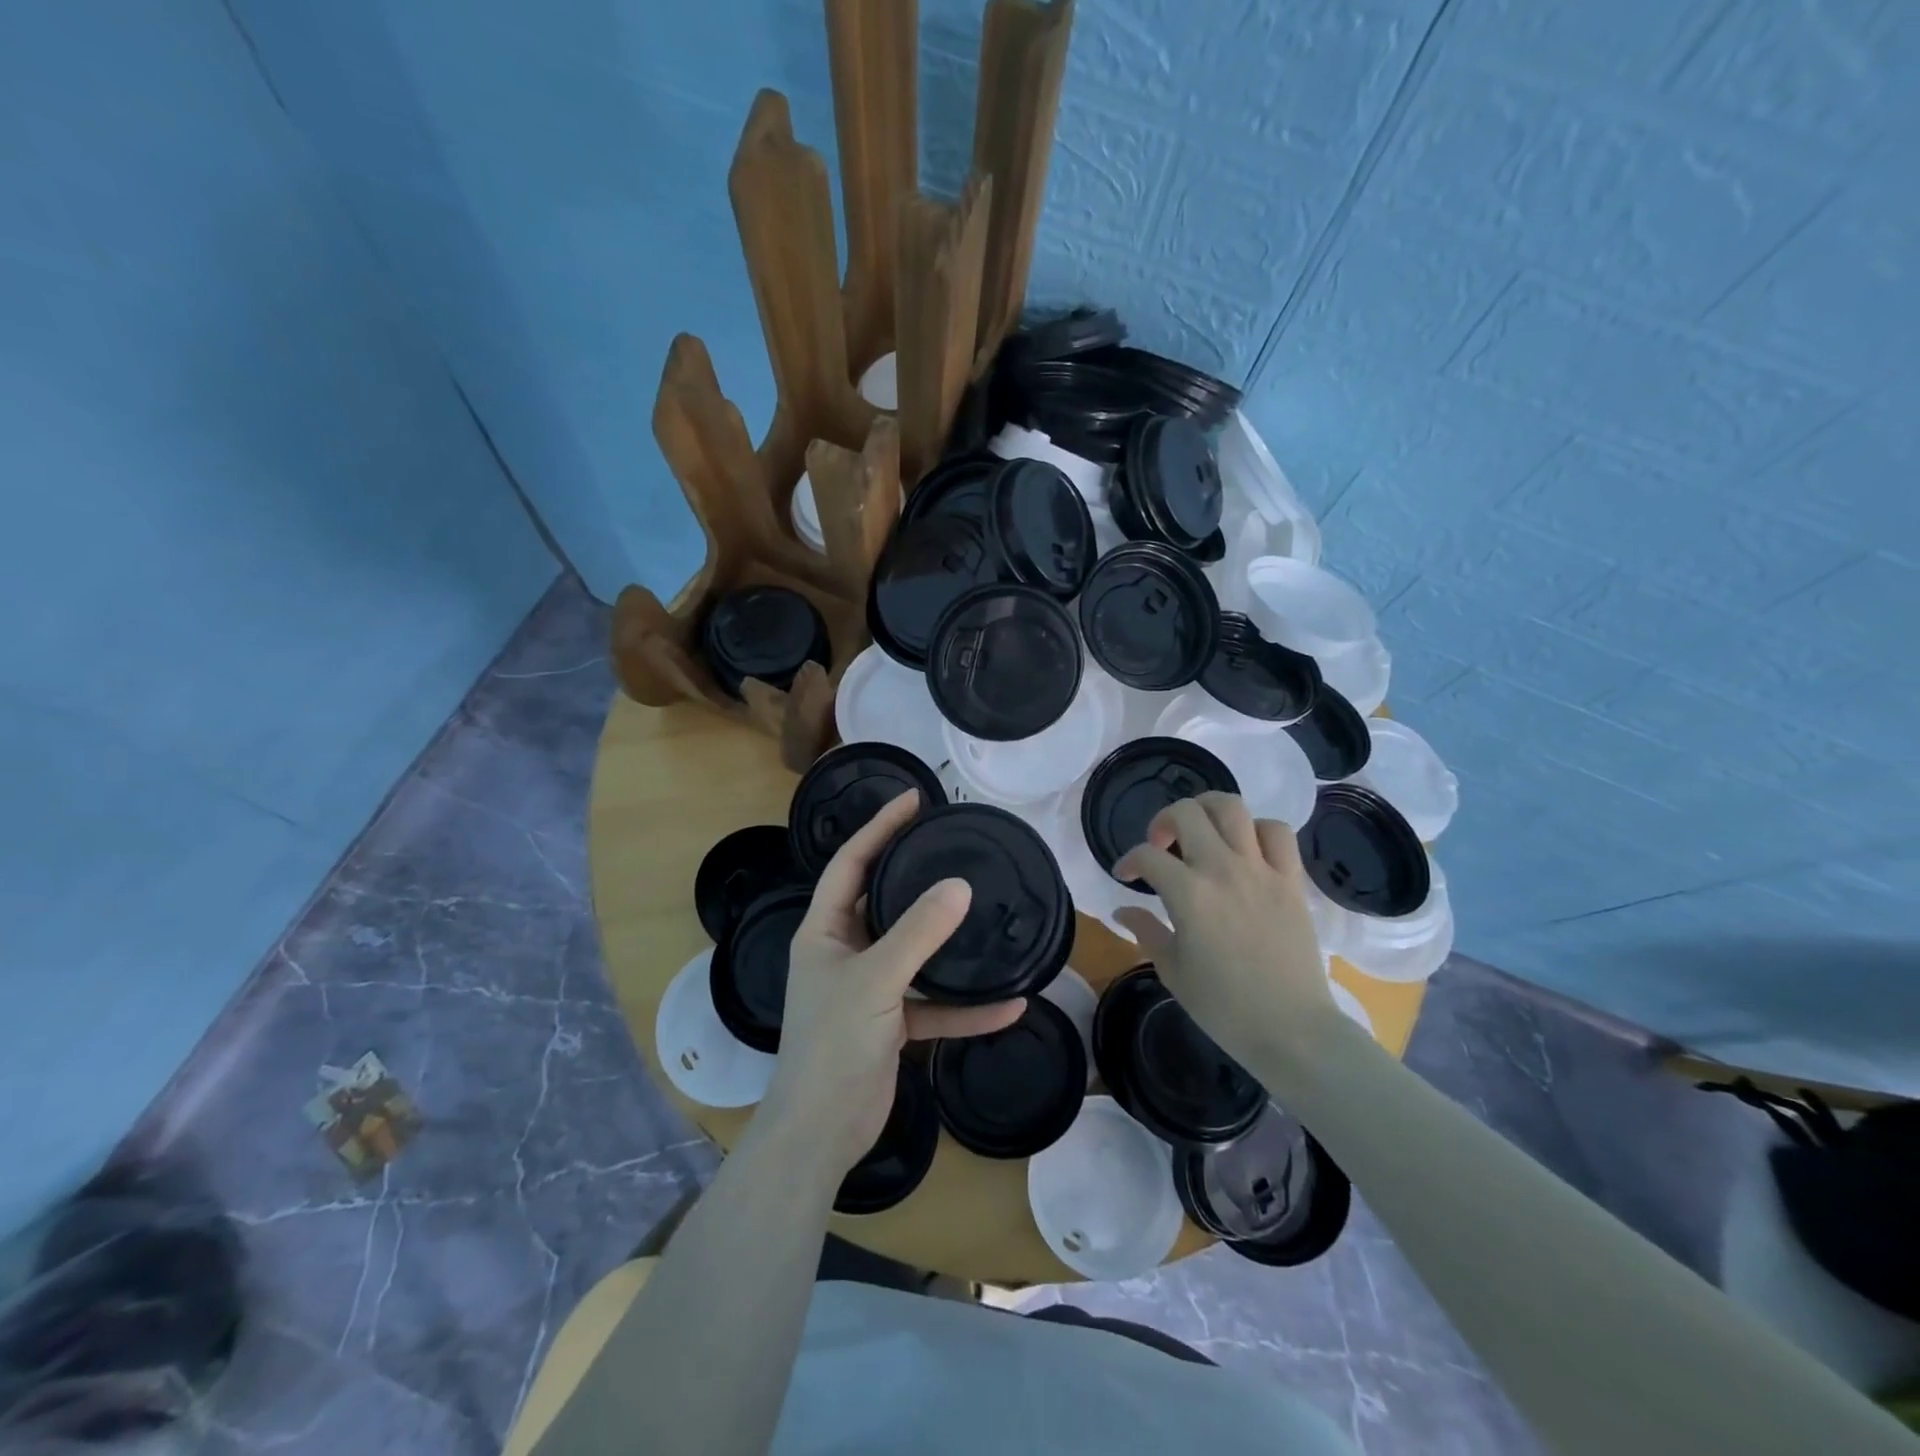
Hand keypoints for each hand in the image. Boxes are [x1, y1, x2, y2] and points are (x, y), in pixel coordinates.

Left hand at [761, 790, 1025, 1174]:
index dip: (879, 827)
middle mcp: (845, 952)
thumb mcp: (876, 980)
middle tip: (955, 847)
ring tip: (987, 915)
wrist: (822, 1134)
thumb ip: (918, 932)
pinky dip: (965, 1007)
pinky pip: (933, 1005)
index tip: (915, 801)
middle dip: (917, 876)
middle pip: (884, 901)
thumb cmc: (833, 1045)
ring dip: (948, 945)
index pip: (851, 863)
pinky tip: (1009, 1005)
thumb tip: (959, 885)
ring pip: (914, 953)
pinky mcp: (891, 1024)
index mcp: (824, 931)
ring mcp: (869, 989)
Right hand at [1112, 792, 1337, 1074]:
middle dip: (1163, 821)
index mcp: (1188, 894)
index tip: (1125, 876)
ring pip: (1232, 808)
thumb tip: (1122, 911)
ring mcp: (1261, 870)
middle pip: (1186, 813)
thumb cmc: (1224, 1008)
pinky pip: (1278, 832)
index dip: (1128, 861)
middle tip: (1161, 845)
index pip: (1147, 856)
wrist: (1292, 1030)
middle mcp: (1222, 870)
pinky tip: (1246, 848)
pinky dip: (1258, 829)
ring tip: (1201, 831)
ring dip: (1208, 810)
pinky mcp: (1291, 880)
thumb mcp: (1172, 970)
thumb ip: (1145, 931)